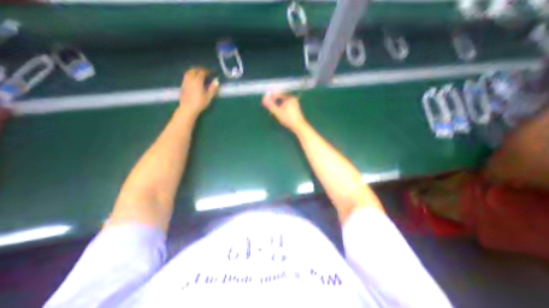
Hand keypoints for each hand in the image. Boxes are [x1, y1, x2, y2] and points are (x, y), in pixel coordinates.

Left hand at [180, 68, 219, 116]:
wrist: (188, 108)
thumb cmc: (200, 103)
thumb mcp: (208, 97)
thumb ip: (213, 88)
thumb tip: (216, 80)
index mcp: (197, 81)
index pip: (202, 72)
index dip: (207, 71)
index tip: (211, 72)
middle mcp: (190, 79)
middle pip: (194, 70)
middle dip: (200, 69)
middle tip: (205, 72)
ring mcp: (185, 81)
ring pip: (189, 72)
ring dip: (194, 71)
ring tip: (198, 73)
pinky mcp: (182, 85)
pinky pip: (186, 76)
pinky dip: (190, 74)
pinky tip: (193, 78)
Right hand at [262, 92, 307, 131]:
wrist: (299, 127)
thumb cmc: (288, 119)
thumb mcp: (278, 112)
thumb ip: (270, 105)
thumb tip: (264, 99)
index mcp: (289, 98)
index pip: (278, 94)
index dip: (271, 97)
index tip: (264, 100)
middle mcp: (293, 99)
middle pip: (280, 98)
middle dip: (274, 101)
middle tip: (268, 105)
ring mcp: (295, 103)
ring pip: (283, 102)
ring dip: (277, 105)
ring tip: (272, 109)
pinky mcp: (295, 108)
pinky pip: (286, 105)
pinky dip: (281, 107)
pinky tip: (279, 112)